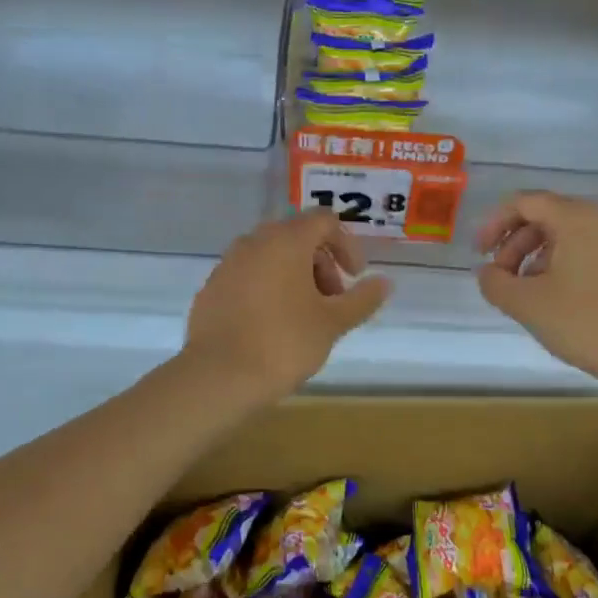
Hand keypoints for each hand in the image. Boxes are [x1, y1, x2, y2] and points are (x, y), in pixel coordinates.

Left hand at [184, 209, 391, 403]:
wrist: (218, 376)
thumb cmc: (284, 343)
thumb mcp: (332, 323)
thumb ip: (362, 299)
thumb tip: (385, 283)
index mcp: (286, 241)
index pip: (324, 221)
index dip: (347, 245)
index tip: (355, 277)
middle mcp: (254, 242)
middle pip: (297, 237)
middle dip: (322, 263)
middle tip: (333, 301)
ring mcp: (228, 264)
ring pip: (271, 256)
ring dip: (296, 276)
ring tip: (305, 316)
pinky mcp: (212, 288)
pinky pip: (249, 276)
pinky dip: (268, 288)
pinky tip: (273, 325)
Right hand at [475, 191, 597, 393]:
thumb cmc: (586, 323)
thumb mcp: (527, 304)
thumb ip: (495, 283)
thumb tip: (487, 273)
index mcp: (576, 218)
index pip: (524, 203)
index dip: (494, 224)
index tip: (479, 254)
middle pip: (544, 216)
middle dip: (513, 243)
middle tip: (499, 277)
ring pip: (563, 234)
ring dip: (533, 256)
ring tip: (521, 291)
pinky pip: (582, 249)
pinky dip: (557, 263)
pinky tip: (549, 296)